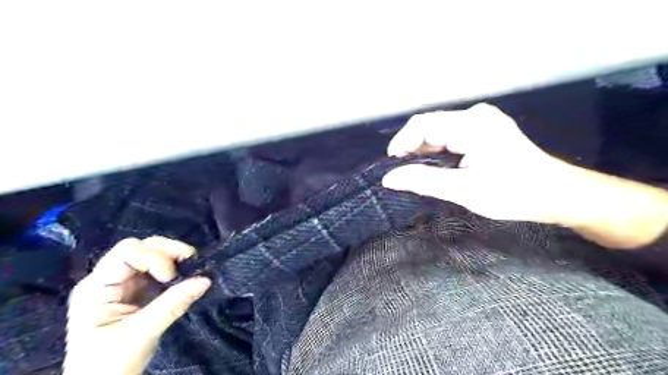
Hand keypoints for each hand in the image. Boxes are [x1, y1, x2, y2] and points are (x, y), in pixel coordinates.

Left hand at [63, 238, 210, 374]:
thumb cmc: (109, 365)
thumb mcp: (141, 334)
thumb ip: (173, 304)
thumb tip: (206, 280)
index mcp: (97, 287)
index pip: (127, 252)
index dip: (154, 257)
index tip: (171, 277)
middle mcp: (108, 279)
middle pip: (141, 247)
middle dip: (169, 252)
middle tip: (191, 264)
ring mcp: (122, 284)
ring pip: (152, 254)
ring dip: (175, 259)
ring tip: (191, 271)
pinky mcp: (137, 291)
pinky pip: (159, 270)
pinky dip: (176, 269)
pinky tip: (184, 278)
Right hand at [384, 103, 564, 222]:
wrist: (556, 194)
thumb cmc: (514, 193)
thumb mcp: (464, 190)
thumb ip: (423, 181)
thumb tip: (389, 178)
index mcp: (472, 124)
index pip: (423, 125)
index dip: (401, 142)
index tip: (391, 165)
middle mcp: (475, 115)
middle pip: (430, 125)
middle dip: (411, 147)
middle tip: (402, 172)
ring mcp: (481, 120)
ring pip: (439, 130)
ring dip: (423, 149)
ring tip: (415, 171)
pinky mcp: (484, 129)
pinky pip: (450, 134)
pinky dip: (438, 150)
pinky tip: (435, 165)